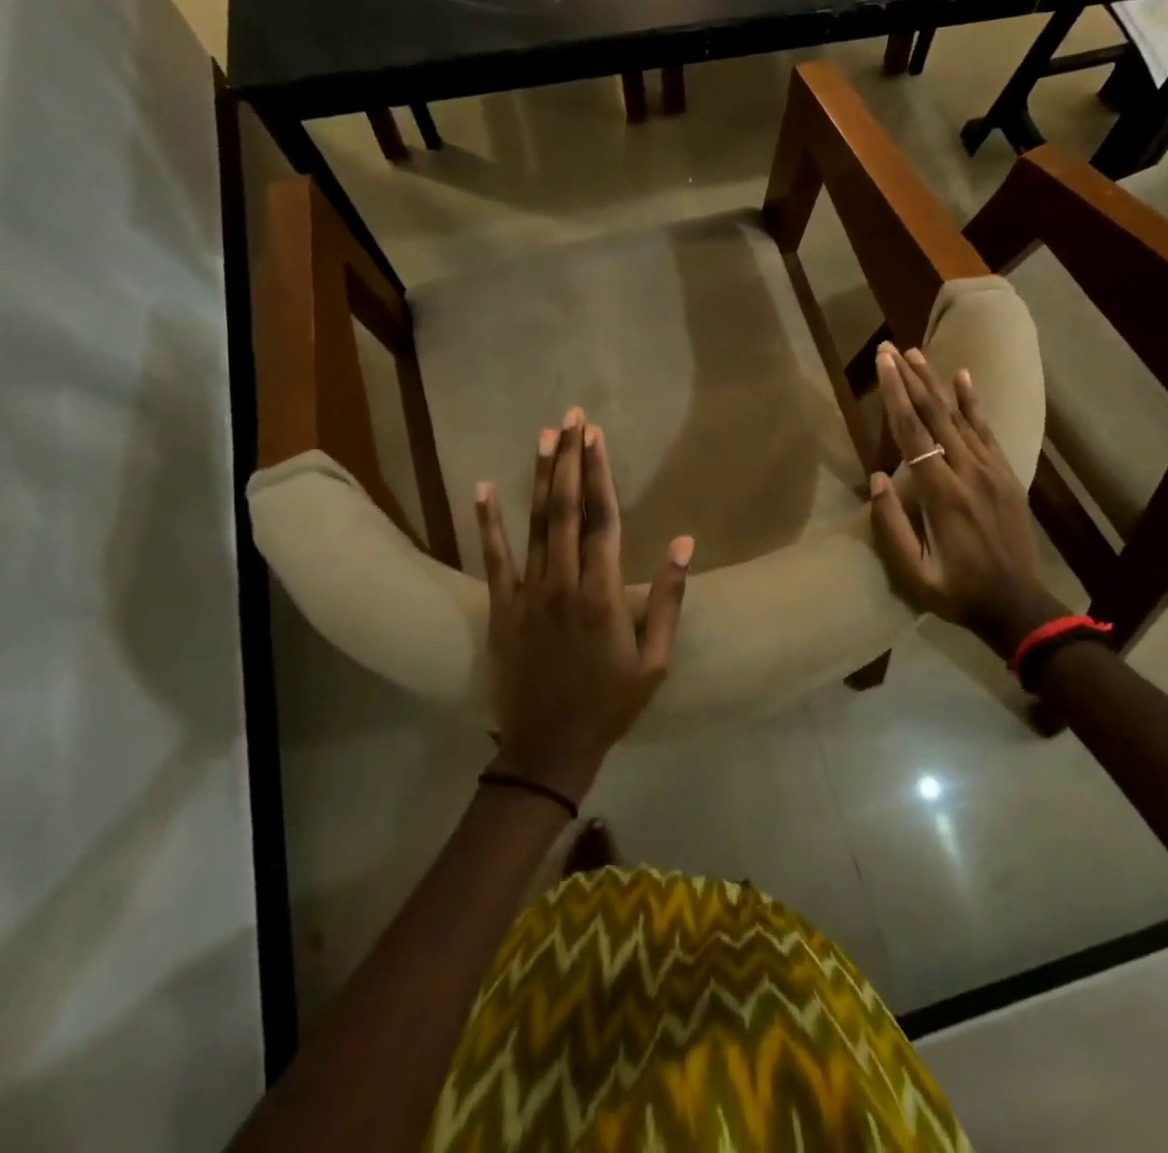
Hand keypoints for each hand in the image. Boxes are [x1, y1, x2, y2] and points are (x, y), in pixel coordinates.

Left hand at [474, 408, 692, 801]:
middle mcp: (561, 583)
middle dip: (569, 460)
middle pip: (566, 509)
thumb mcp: (654, 660)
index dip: (599, 473)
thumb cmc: (610, 704)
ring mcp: (526, 594)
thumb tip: (685, 543)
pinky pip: (493, 558)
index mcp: (601, 594)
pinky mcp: (500, 608)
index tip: (596, 436)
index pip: (603, 519)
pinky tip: (482, 488)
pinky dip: (488, 522)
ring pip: (533, 524)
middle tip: (572, 418)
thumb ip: (668, 599)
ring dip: (539, 478)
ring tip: (542, 437)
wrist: (547, 748)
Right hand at [869, 342, 1065, 659]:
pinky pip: (987, 431)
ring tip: (917, 354)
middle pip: (935, 415)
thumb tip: (878, 477)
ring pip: (960, 417)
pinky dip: (974, 402)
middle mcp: (969, 472)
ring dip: (936, 383)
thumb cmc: (957, 591)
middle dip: (910, 379)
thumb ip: (892, 526)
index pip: (913, 433)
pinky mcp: (1006, 475)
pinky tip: (964, 378)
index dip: (895, 395)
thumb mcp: (914, 573)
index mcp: (943, 494)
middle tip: (891, 348)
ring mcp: (992, 471)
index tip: (882, 363)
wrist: (1017, 605)